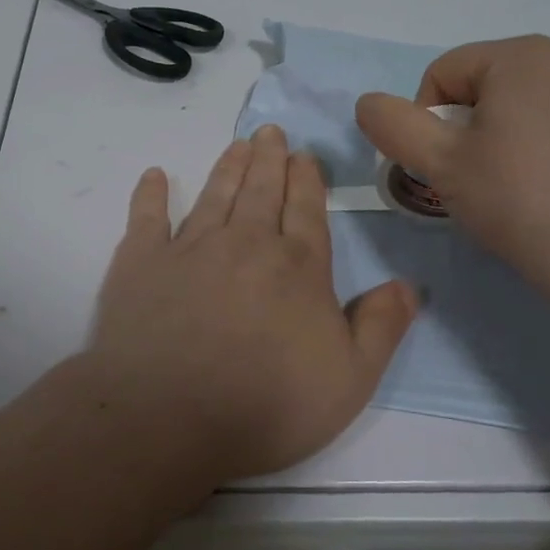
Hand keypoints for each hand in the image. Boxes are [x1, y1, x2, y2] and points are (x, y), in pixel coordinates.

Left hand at [85, 124, 417, 484]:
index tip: (304, 155)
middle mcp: (246, 243)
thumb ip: (381, 327)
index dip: (307, 180)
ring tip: (237, 145)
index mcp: (297, 266)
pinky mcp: (141, 263)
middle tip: (269, 132)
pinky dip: (150, 195)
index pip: (307, 210)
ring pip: (215, 195)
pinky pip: (147, 217)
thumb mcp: (350, 380)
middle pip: (262, 191)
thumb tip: (408, 285)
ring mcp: (190, 248)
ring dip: (228, 167)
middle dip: (269, 159)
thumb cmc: (268, 405)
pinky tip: (154, 176)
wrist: (168, 417)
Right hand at [355, 35, 549, 302]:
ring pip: (529, 101)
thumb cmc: (518, 199)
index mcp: (521, 54)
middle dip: (468, 125)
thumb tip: (368, 102)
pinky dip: (549, 142)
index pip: (444, 72)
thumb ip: (393, 125)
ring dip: (507, 133)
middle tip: (473, 178)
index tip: (437, 167)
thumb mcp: (440, 164)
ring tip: (515, 184)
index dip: (424, 119)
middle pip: (488, 83)